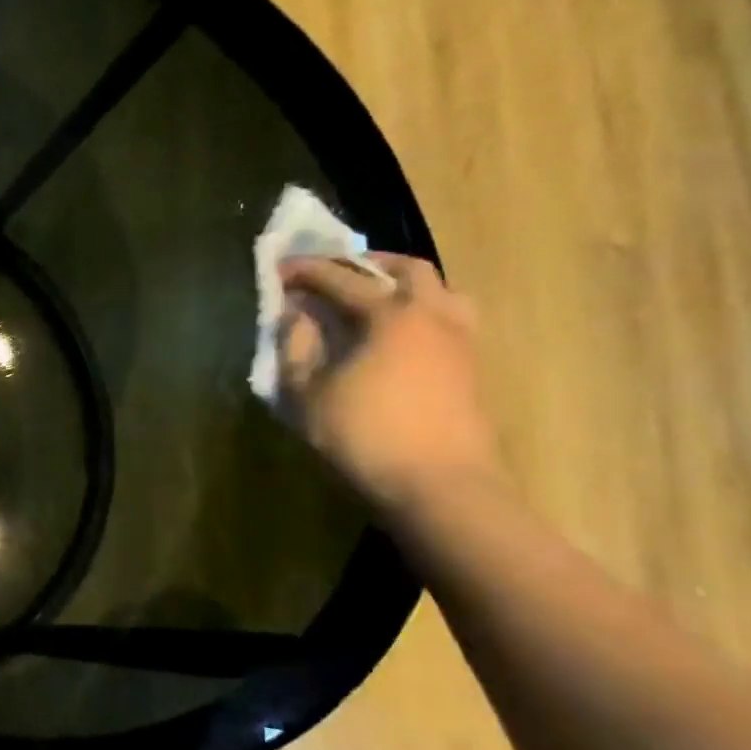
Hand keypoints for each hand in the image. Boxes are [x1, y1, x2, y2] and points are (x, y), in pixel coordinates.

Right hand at [277, 253, 504, 510]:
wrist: (440, 485)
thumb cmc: (365, 436)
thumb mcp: (308, 394)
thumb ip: (296, 347)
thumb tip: (295, 315)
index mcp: (389, 315)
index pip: (341, 278)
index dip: (305, 271)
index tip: (279, 269)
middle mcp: (432, 314)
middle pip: (405, 268)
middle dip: (365, 263)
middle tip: (333, 273)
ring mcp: (460, 338)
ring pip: (438, 289)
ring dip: (402, 283)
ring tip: (372, 298)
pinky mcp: (471, 364)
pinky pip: (447, 316)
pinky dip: (419, 309)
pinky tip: (397, 333)